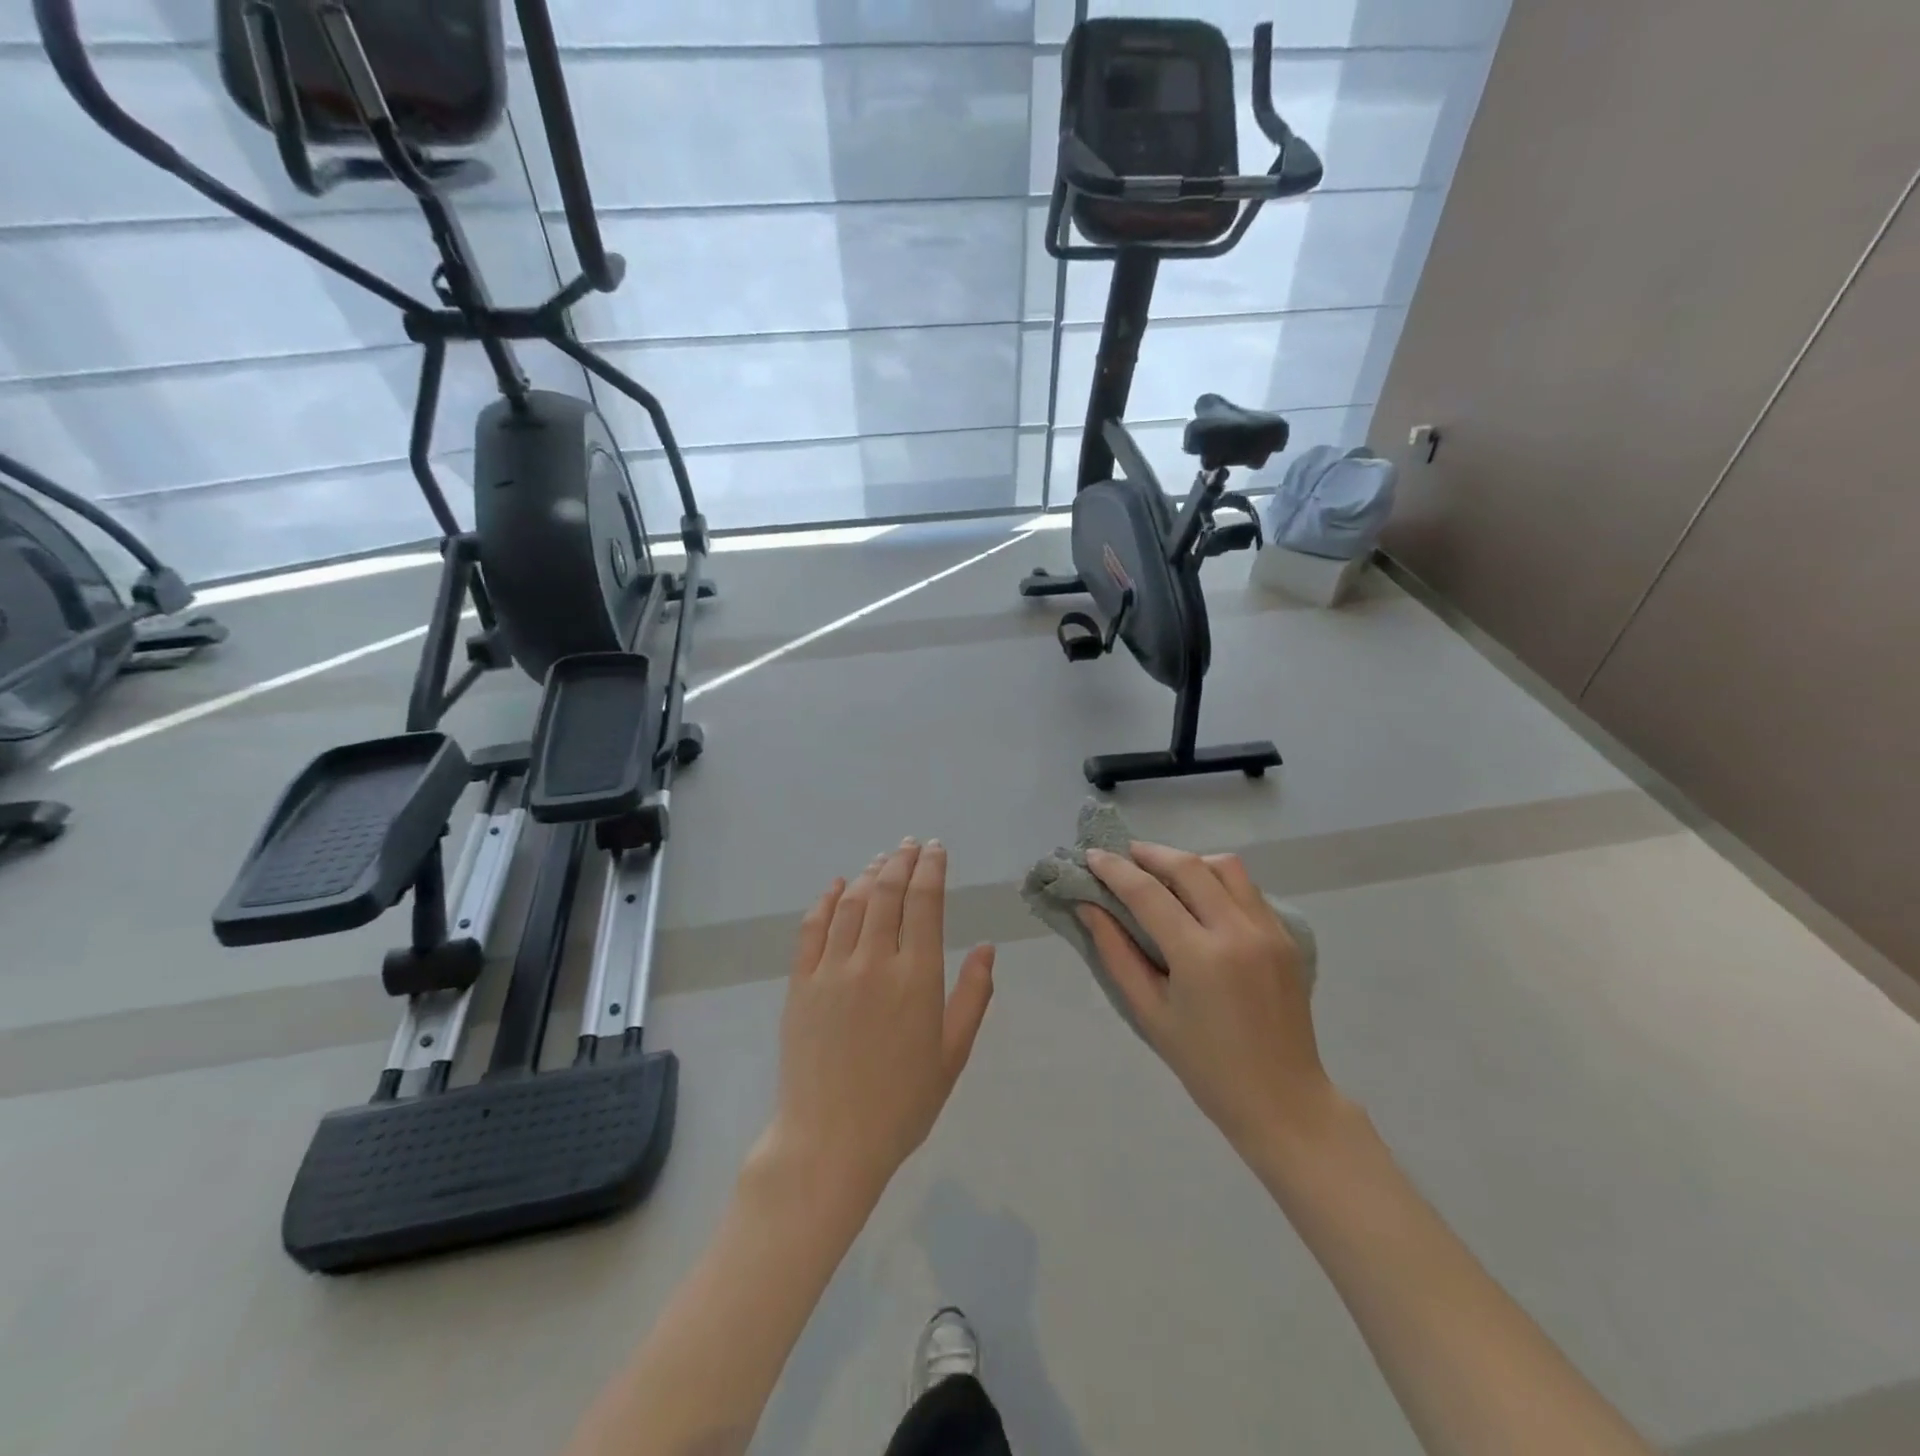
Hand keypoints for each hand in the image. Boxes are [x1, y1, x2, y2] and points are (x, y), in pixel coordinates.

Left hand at [763, 839, 995, 1200]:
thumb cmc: (902, 1104)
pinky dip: (826, 900)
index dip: (931, 869)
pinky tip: (837, 885)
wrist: (829, 1142)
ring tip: (882, 860)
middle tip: (911, 845)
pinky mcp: (800, 983)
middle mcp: (874, 961)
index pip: (925, 902)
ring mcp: (832, 969)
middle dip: (902, 861)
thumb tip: (988, 949)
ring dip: (869, 874)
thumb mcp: (953, 1055)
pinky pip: (812, 928)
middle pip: (888, 892)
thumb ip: (973, 996)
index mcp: (917, 977)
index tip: (936, 849)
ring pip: (852, 903)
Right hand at [1083, 842, 1337, 1157]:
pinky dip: (1218, 880)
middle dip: (1150, 853)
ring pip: (1225, 867)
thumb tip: (1088, 907)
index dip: (1115, 869)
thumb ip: (1116, 954)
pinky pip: (1248, 889)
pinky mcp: (1286, 936)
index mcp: (1200, 956)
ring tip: (1162, 873)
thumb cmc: (1205, 1066)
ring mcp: (1268, 930)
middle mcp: (1238, 931)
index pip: (1148, 894)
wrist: (1283, 1100)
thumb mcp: (1149, 1013)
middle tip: (1123, 854)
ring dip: (1188, 861)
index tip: (1091, 855)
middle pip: (1189, 866)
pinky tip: (1200, 898)